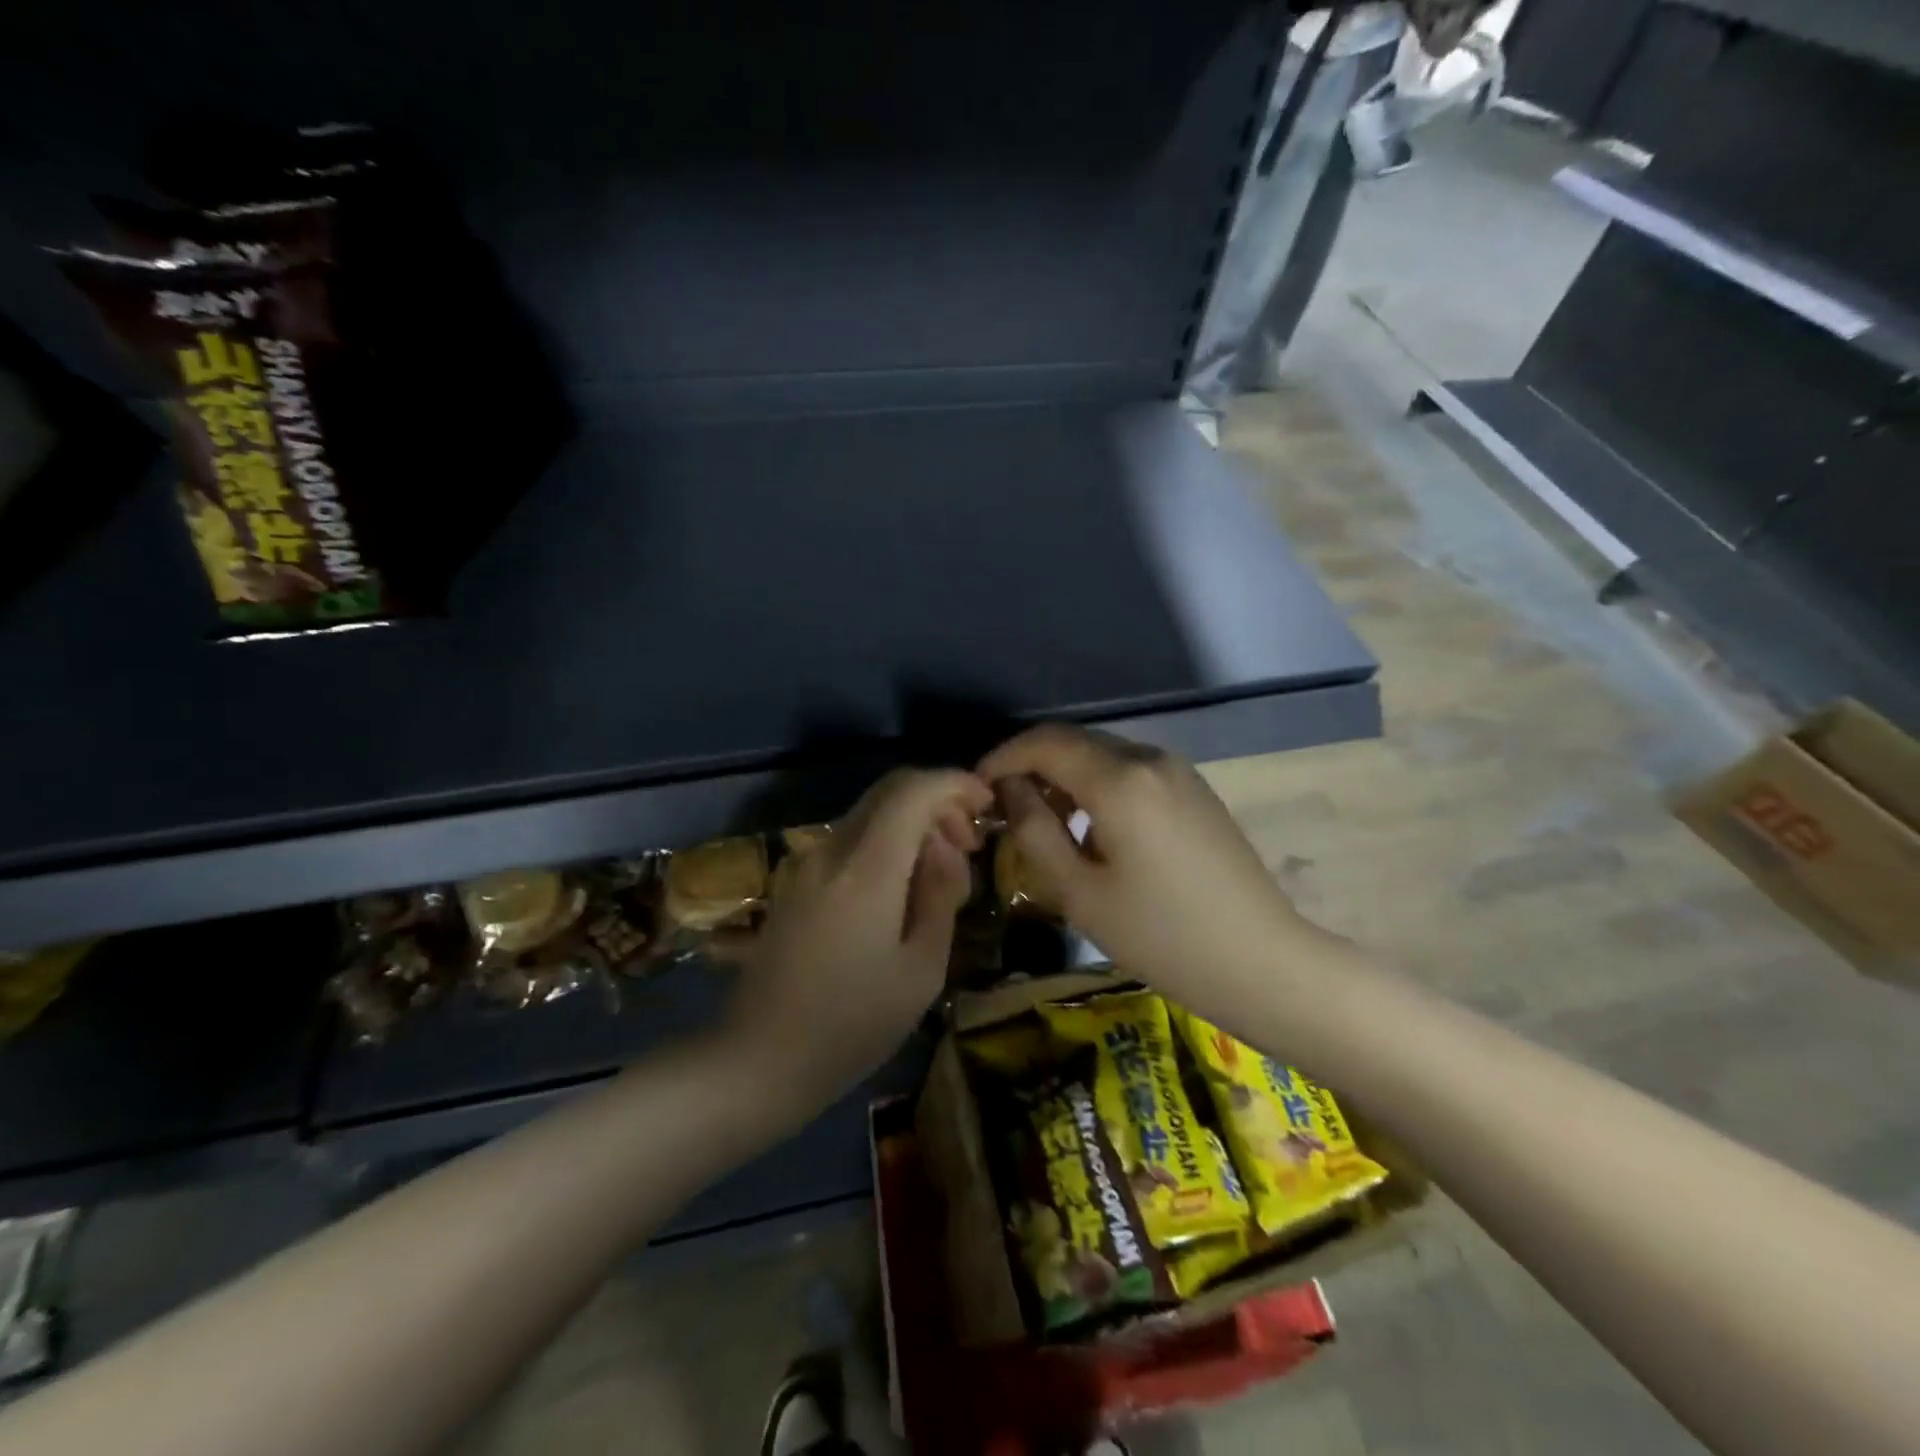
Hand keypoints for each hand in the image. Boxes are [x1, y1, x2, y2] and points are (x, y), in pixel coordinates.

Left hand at [723, 768, 992, 1105]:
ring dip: (912, 821)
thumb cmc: (852, 1025)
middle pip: (889, 790)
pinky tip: (902, 885)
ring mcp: (805, 864)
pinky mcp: (794, 882)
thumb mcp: (921, 970)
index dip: (956, 783)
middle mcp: (830, 850)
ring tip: (943, 869)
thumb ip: (940, 895)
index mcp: (865, 869)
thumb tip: (945, 847)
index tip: (988, 803)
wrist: (758, 1060)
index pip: (913, 791)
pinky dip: (886, 841)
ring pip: (869, 813)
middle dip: (937, 800)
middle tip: (970, 842)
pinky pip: (850, 840)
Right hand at [979, 725, 1309, 1011]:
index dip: (1004, 757)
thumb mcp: (1081, 892)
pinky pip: (1132, 771)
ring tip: (1044, 822)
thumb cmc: (1162, 936)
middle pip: (1075, 742)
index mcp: (1120, 781)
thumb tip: (1009, 790)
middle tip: (1005, 808)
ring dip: (1066, 776)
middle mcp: (1150, 760)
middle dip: (1033, 765)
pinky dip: (1098, 785)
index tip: (978, 787)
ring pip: (1104, 755)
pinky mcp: (1195, 790)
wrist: (1262, 961)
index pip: (1045, 743)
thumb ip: (1035, 831)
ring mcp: (1179, 772)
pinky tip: (1091, 827)